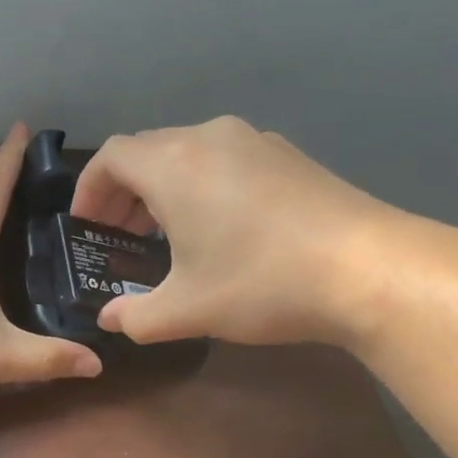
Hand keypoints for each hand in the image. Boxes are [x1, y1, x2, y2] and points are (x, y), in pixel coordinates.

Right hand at [71, 116, 411, 347]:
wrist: (370, 270)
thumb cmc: (261, 283)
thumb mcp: (186, 310)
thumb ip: (135, 316)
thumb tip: (111, 319)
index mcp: (174, 165)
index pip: (111, 157)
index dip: (89, 190)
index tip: (87, 227)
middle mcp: (209, 138)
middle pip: (147, 151)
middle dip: (123, 192)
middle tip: (119, 236)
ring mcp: (255, 141)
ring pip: (187, 153)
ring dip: (163, 188)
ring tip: (164, 234)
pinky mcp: (288, 156)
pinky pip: (224, 159)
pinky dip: (201, 185)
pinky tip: (218, 228)